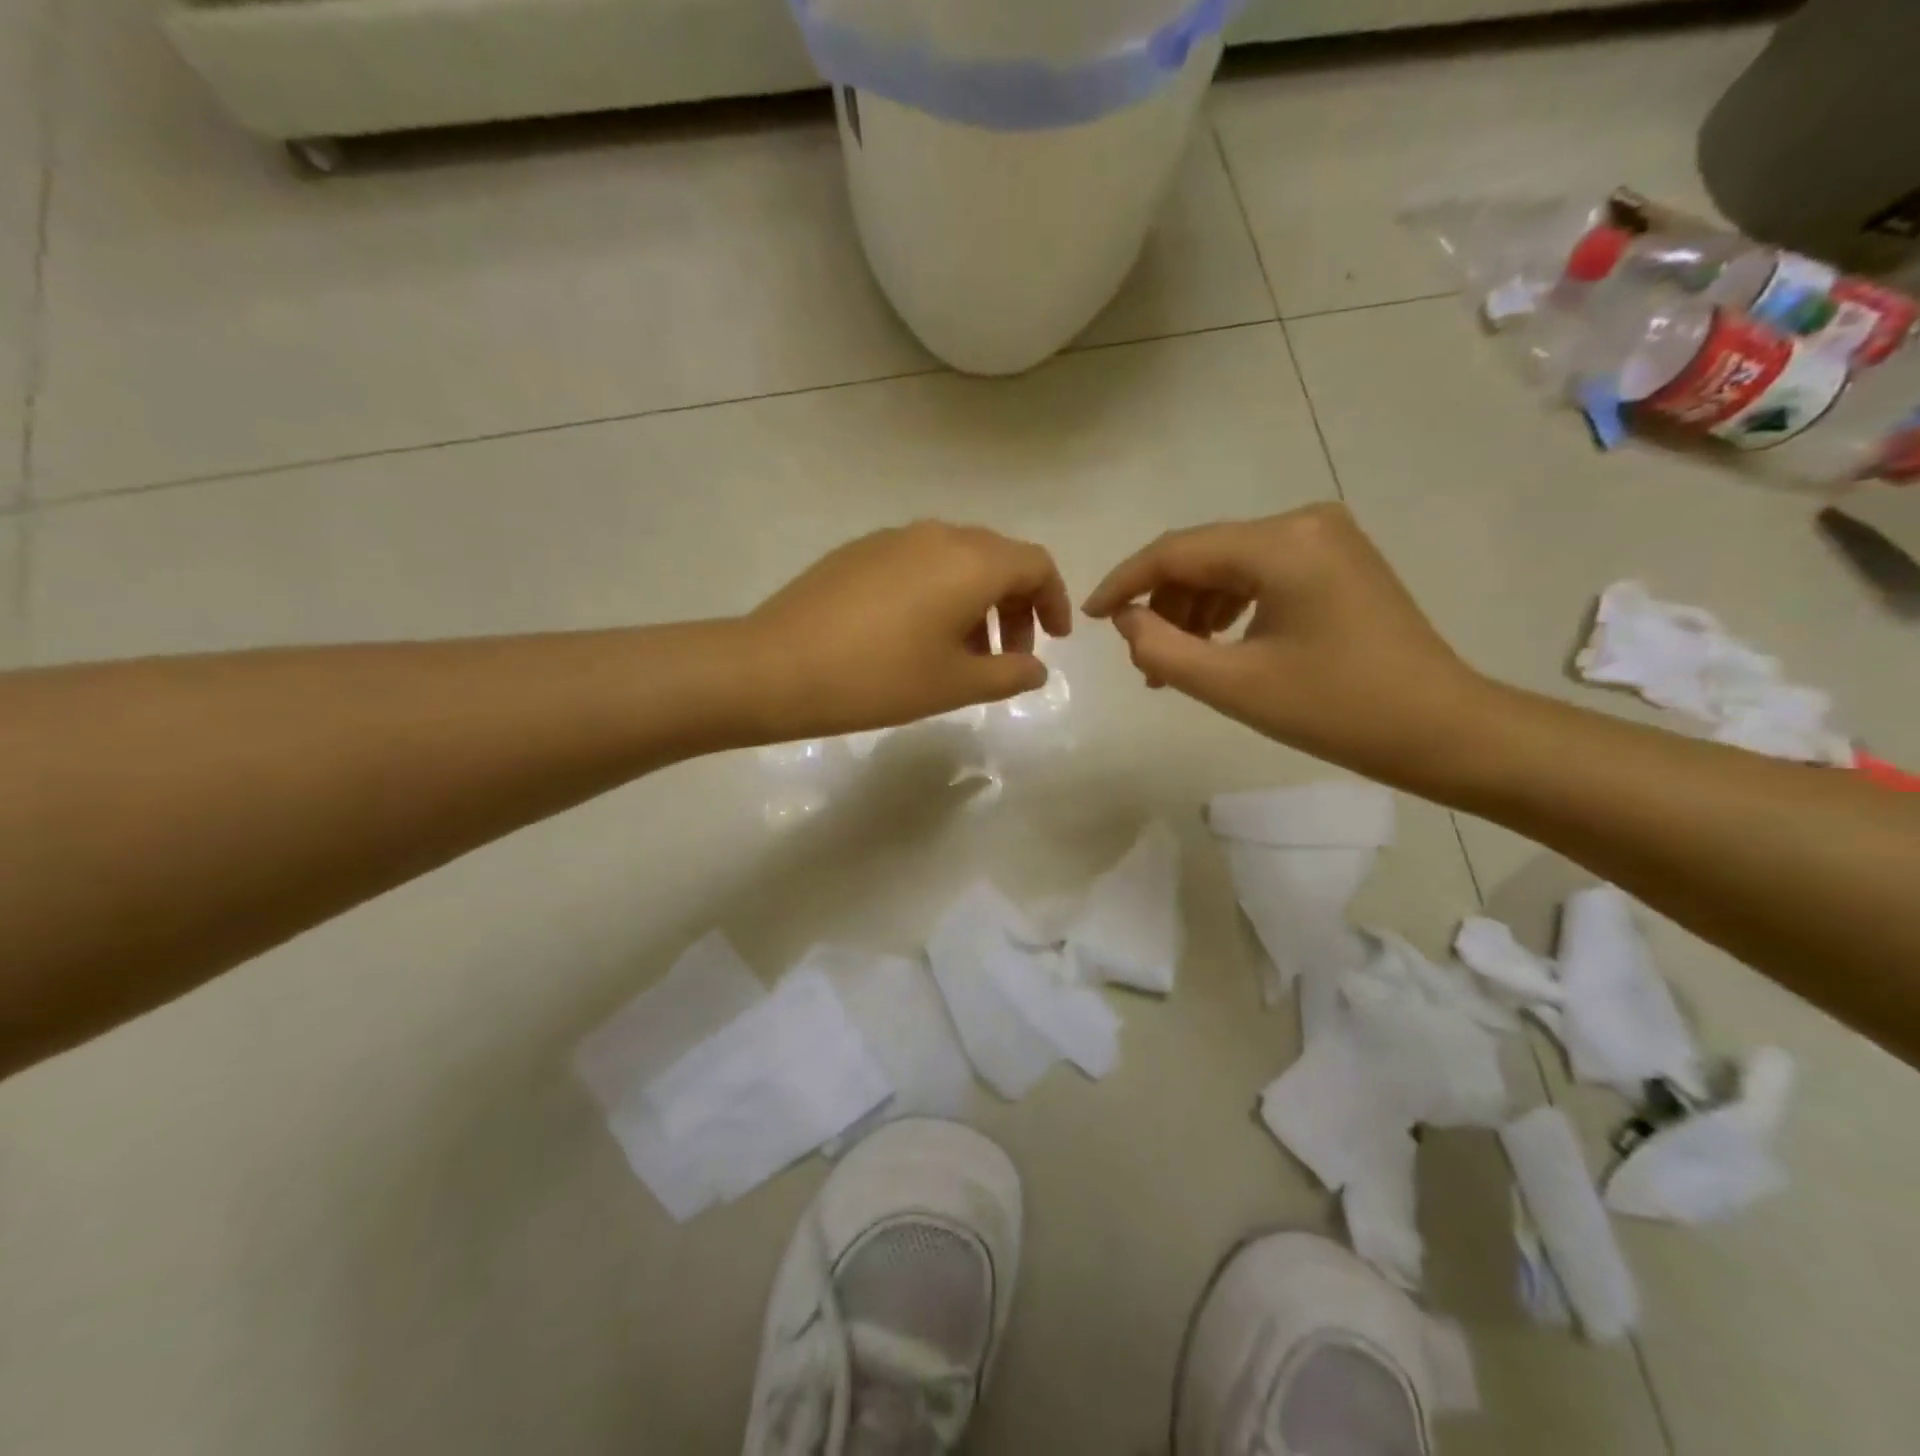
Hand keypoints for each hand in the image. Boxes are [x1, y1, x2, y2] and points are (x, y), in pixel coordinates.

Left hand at [744, 522, 1072, 740]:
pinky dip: (938, 594)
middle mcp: (937, 535)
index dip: (1054, 601)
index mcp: (970, 561)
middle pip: (997, 558)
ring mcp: (893, 539)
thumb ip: (1009, 674)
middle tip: (1007, 656)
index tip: (1054, 640)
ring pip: (956, 561)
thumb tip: (1037, 668)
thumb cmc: (880, 678)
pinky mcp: (859, 552)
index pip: (1035, 564)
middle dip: (1014, 606)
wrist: (777, 668)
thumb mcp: (955, 685)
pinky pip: (918, 564)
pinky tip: (916, 637)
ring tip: (962, 654)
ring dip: (975, 602)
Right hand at [1083, 504, 1490, 788]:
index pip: (1177, 551)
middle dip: (1162, 604)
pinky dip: (1228, 608)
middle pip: (1203, 555)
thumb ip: (1162, 648)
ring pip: (1229, 565)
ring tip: (1174, 663)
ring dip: (1192, 610)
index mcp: (1281, 543)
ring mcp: (1325, 539)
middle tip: (1142, 659)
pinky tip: (1215, 645)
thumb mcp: (1233, 685)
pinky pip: (1260, 574)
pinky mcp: (1336, 561)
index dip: (1124, 583)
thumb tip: (1125, 619)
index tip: (1087, 618)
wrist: (1442, 729)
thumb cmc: (1336, 709)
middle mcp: (1303, 523)